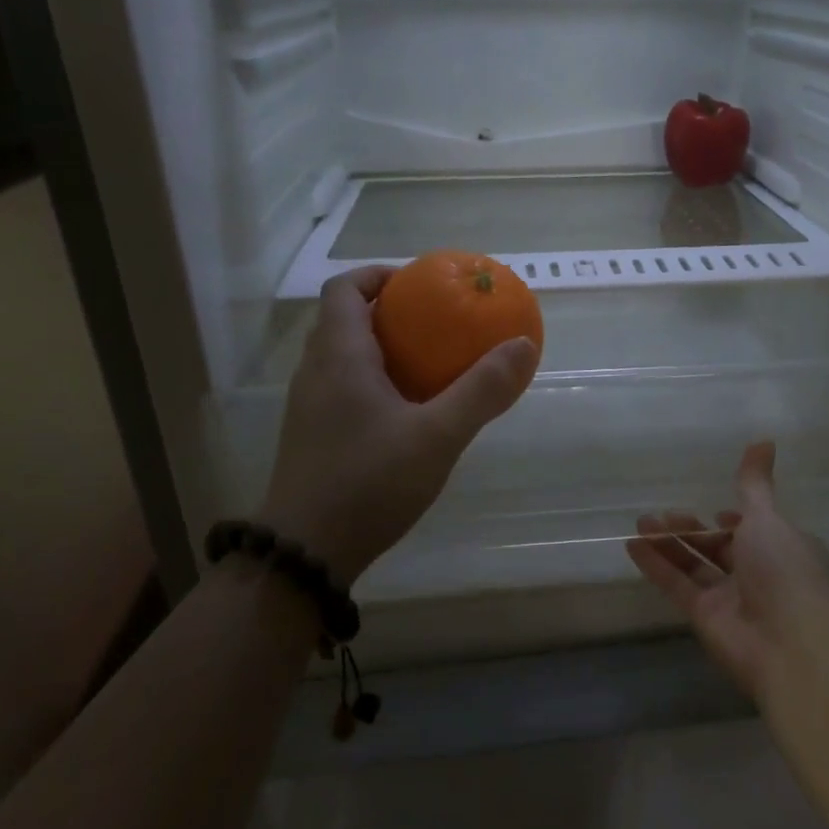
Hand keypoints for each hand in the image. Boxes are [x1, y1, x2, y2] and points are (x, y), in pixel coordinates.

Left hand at [261, 267, 538, 586]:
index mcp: (339, 357)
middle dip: (389, 312)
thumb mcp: (438, 436)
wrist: (305, 553)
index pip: (344, 288)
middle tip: (437, 323)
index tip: (420, 284)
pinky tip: (410, 412)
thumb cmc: (369, 483)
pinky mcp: (313, 436)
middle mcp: (316, 372)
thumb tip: (522, 345)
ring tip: (431, 363)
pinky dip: (376, 382)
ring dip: (383, 349)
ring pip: (344, 357)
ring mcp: (309, 407)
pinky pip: (344, 388)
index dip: (379, 275)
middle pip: (345, 320)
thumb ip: (481, 390)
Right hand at [625, 442, 828, 701]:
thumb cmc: (785, 571)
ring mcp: (731, 597)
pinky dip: (656, 565)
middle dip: (692, 530)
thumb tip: (764, 439)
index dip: (735, 520)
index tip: (716, 509)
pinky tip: (633, 544)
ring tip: (640, 522)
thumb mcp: (767, 519)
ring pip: (695, 565)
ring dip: (669, 544)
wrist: (790, 647)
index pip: (755, 530)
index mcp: (782, 548)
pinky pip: (677, 584)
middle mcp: (758, 573)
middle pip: (720, 547)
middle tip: (661, 515)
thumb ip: (753, 484)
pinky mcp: (705, 617)